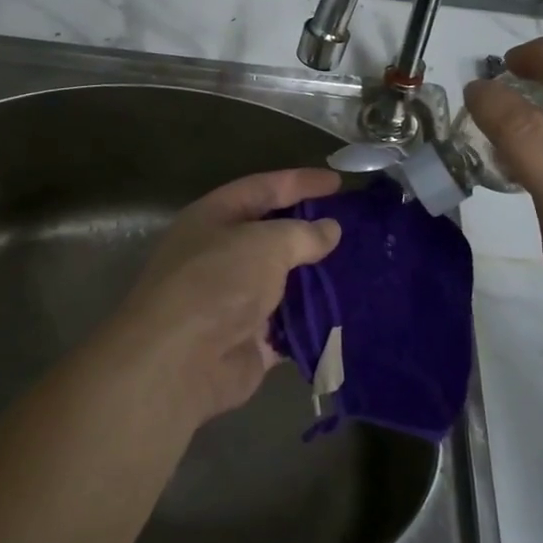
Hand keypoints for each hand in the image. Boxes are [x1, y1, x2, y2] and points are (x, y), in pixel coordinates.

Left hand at [99, 169, 342, 426]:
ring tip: (362, 269)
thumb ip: (301, 233)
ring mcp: (234, 299)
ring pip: (283, 282)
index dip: (299, 182)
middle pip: (272, 236)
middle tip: (356, 228)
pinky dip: (314, 320)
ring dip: (317, 278)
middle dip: (311, 232)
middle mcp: (221, 254)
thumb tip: (329, 229)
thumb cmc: (217, 282)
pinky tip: (349, 311)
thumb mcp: (264, 243)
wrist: (180, 361)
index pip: (262, 188)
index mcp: (214, 218)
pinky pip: (289, 324)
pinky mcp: (249, 340)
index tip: (338, 182)